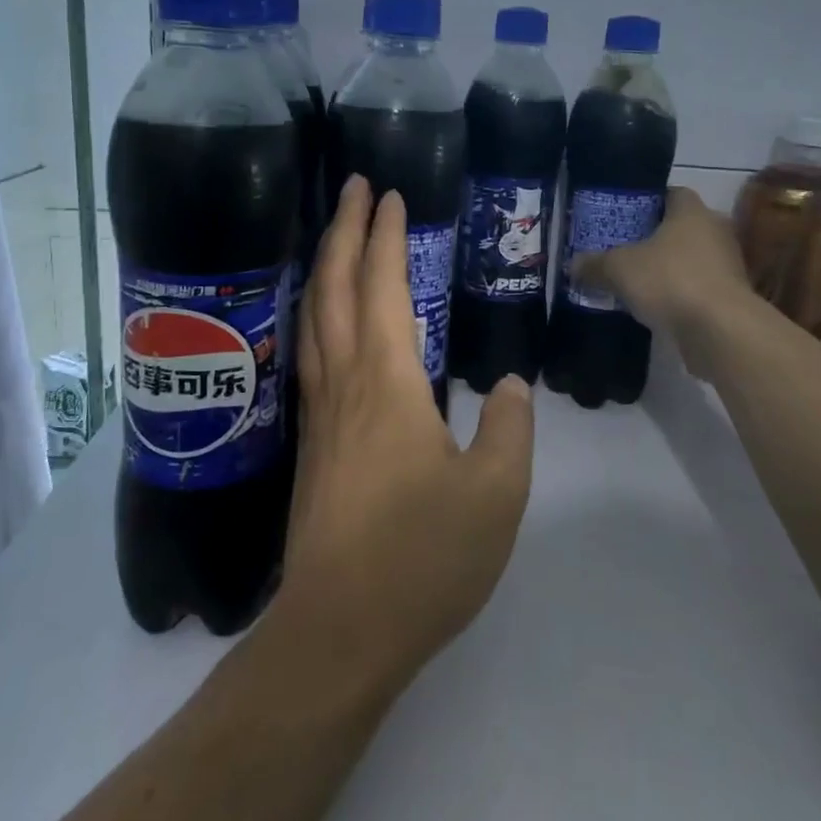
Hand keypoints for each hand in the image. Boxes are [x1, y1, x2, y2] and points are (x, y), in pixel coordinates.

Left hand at [277, 176, 534, 696]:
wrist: (340, 631)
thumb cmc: (422, 557)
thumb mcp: (496, 493)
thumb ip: (510, 427)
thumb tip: (509, 383)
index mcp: (387, 382)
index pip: (383, 286)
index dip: (386, 236)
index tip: (391, 195)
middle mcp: (343, 383)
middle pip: (334, 287)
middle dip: (344, 230)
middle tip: (356, 189)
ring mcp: (319, 414)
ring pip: (313, 318)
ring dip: (324, 267)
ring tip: (336, 237)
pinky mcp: (312, 445)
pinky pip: (310, 354)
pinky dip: (316, 315)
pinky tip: (324, 323)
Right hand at [572, 187, 752, 374]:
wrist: (720, 329)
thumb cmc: (669, 280)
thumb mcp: (618, 269)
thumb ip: (595, 264)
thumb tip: (572, 265)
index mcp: (691, 212)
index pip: (673, 193)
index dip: (649, 201)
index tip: (626, 216)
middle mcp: (715, 231)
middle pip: (682, 227)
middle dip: (656, 237)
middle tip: (626, 249)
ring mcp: (728, 265)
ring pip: (691, 258)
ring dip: (669, 268)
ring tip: (637, 280)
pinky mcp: (731, 297)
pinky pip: (699, 287)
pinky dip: (680, 293)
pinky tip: (656, 306)